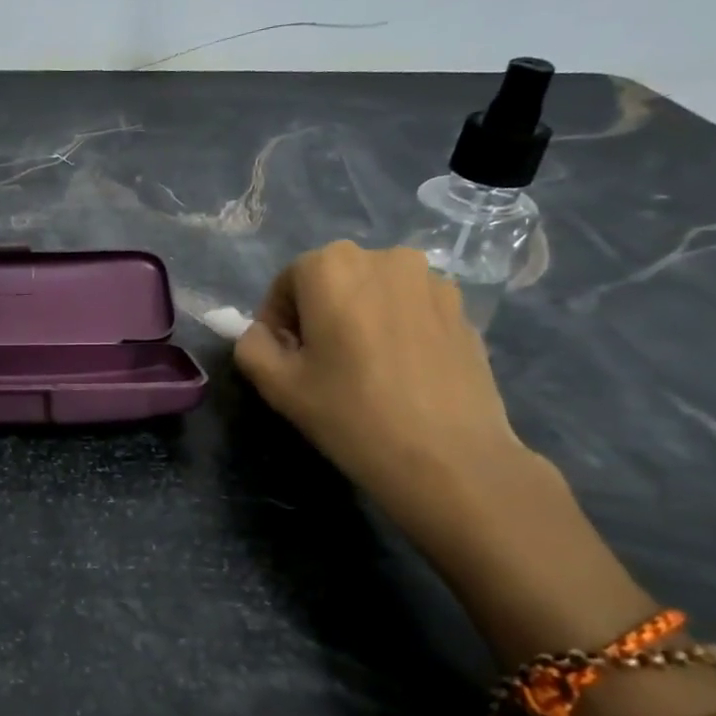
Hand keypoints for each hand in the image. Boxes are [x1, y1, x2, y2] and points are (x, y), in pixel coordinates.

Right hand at [234, 242, 545, 542]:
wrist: (450, 459)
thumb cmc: (352, 415)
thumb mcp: (277, 385)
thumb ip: (252, 345)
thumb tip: (263, 334)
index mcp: (332, 267)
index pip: (287, 281)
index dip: (277, 319)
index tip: (285, 358)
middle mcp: (384, 257)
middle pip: (333, 279)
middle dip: (319, 313)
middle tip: (320, 363)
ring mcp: (432, 280)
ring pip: (374, 292)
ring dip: (360, 317)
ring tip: (364, 367)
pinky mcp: (463, 309)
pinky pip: (411, 308)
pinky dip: (396, 328)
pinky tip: (400, 373)